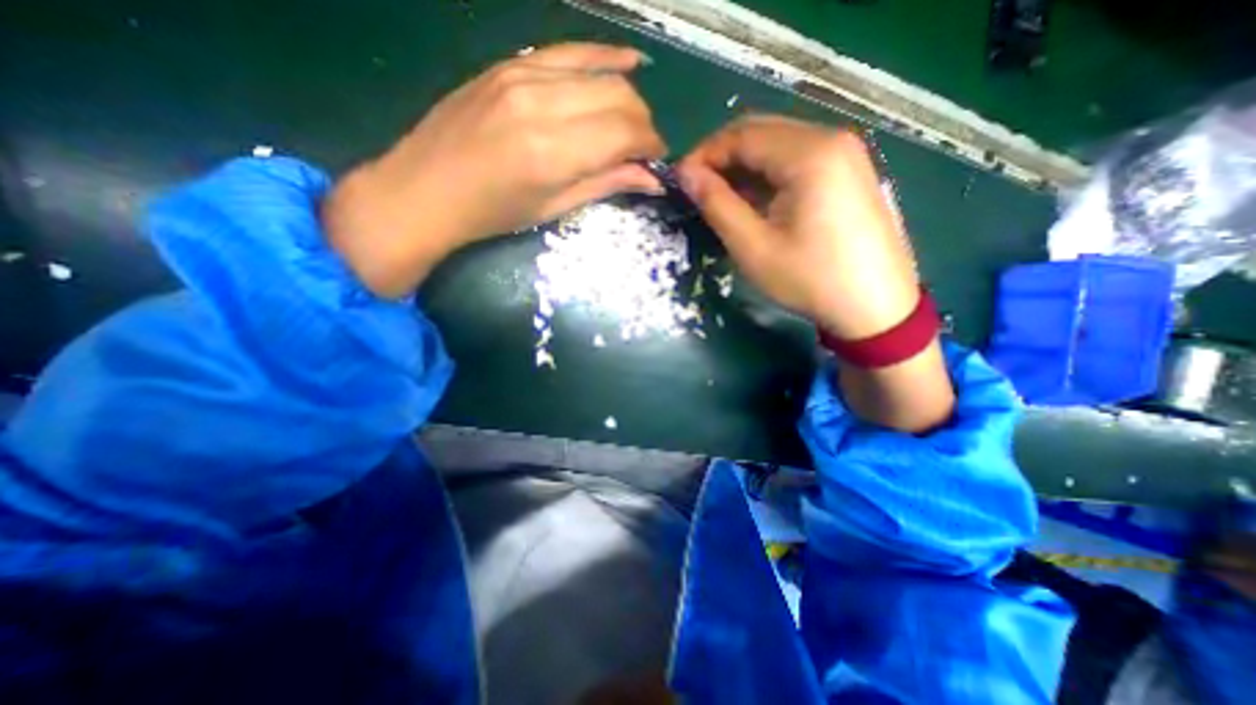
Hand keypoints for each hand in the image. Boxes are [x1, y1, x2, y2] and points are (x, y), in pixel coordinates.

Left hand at [322, 44, 665, 295]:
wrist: (426, 190)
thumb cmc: (494, 214)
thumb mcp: (554, 207)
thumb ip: (606, 184)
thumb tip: (652, 179)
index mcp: (554, 151)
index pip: (626, 132)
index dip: (651, 145)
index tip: (657, 160)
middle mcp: (542, 103)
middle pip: (619, 96)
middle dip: (643, 123)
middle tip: (644, 148)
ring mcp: (523, 74)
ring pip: (601, 71)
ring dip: (627, 96)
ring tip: (631, 122)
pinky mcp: (510, 63)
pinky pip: (570, 50)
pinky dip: (603, 57)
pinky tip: (627, 62)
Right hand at [678, 114, 915, 338]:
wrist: (875, 306)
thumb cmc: (810, 279)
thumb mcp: (753, 246)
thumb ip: (716, 204)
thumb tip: (686, 174)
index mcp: (809, 153)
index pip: (742, 134)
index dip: (704, 155)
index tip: (680, 182)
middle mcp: (831, 138)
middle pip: (761, 132)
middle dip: (722, 158)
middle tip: (697, 191)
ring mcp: (846, 153)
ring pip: (778, 145)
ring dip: (744, 168)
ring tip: (722, 201)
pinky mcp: (849, 171)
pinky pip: (797, 160)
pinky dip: (768, 176)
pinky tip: (755, 203)